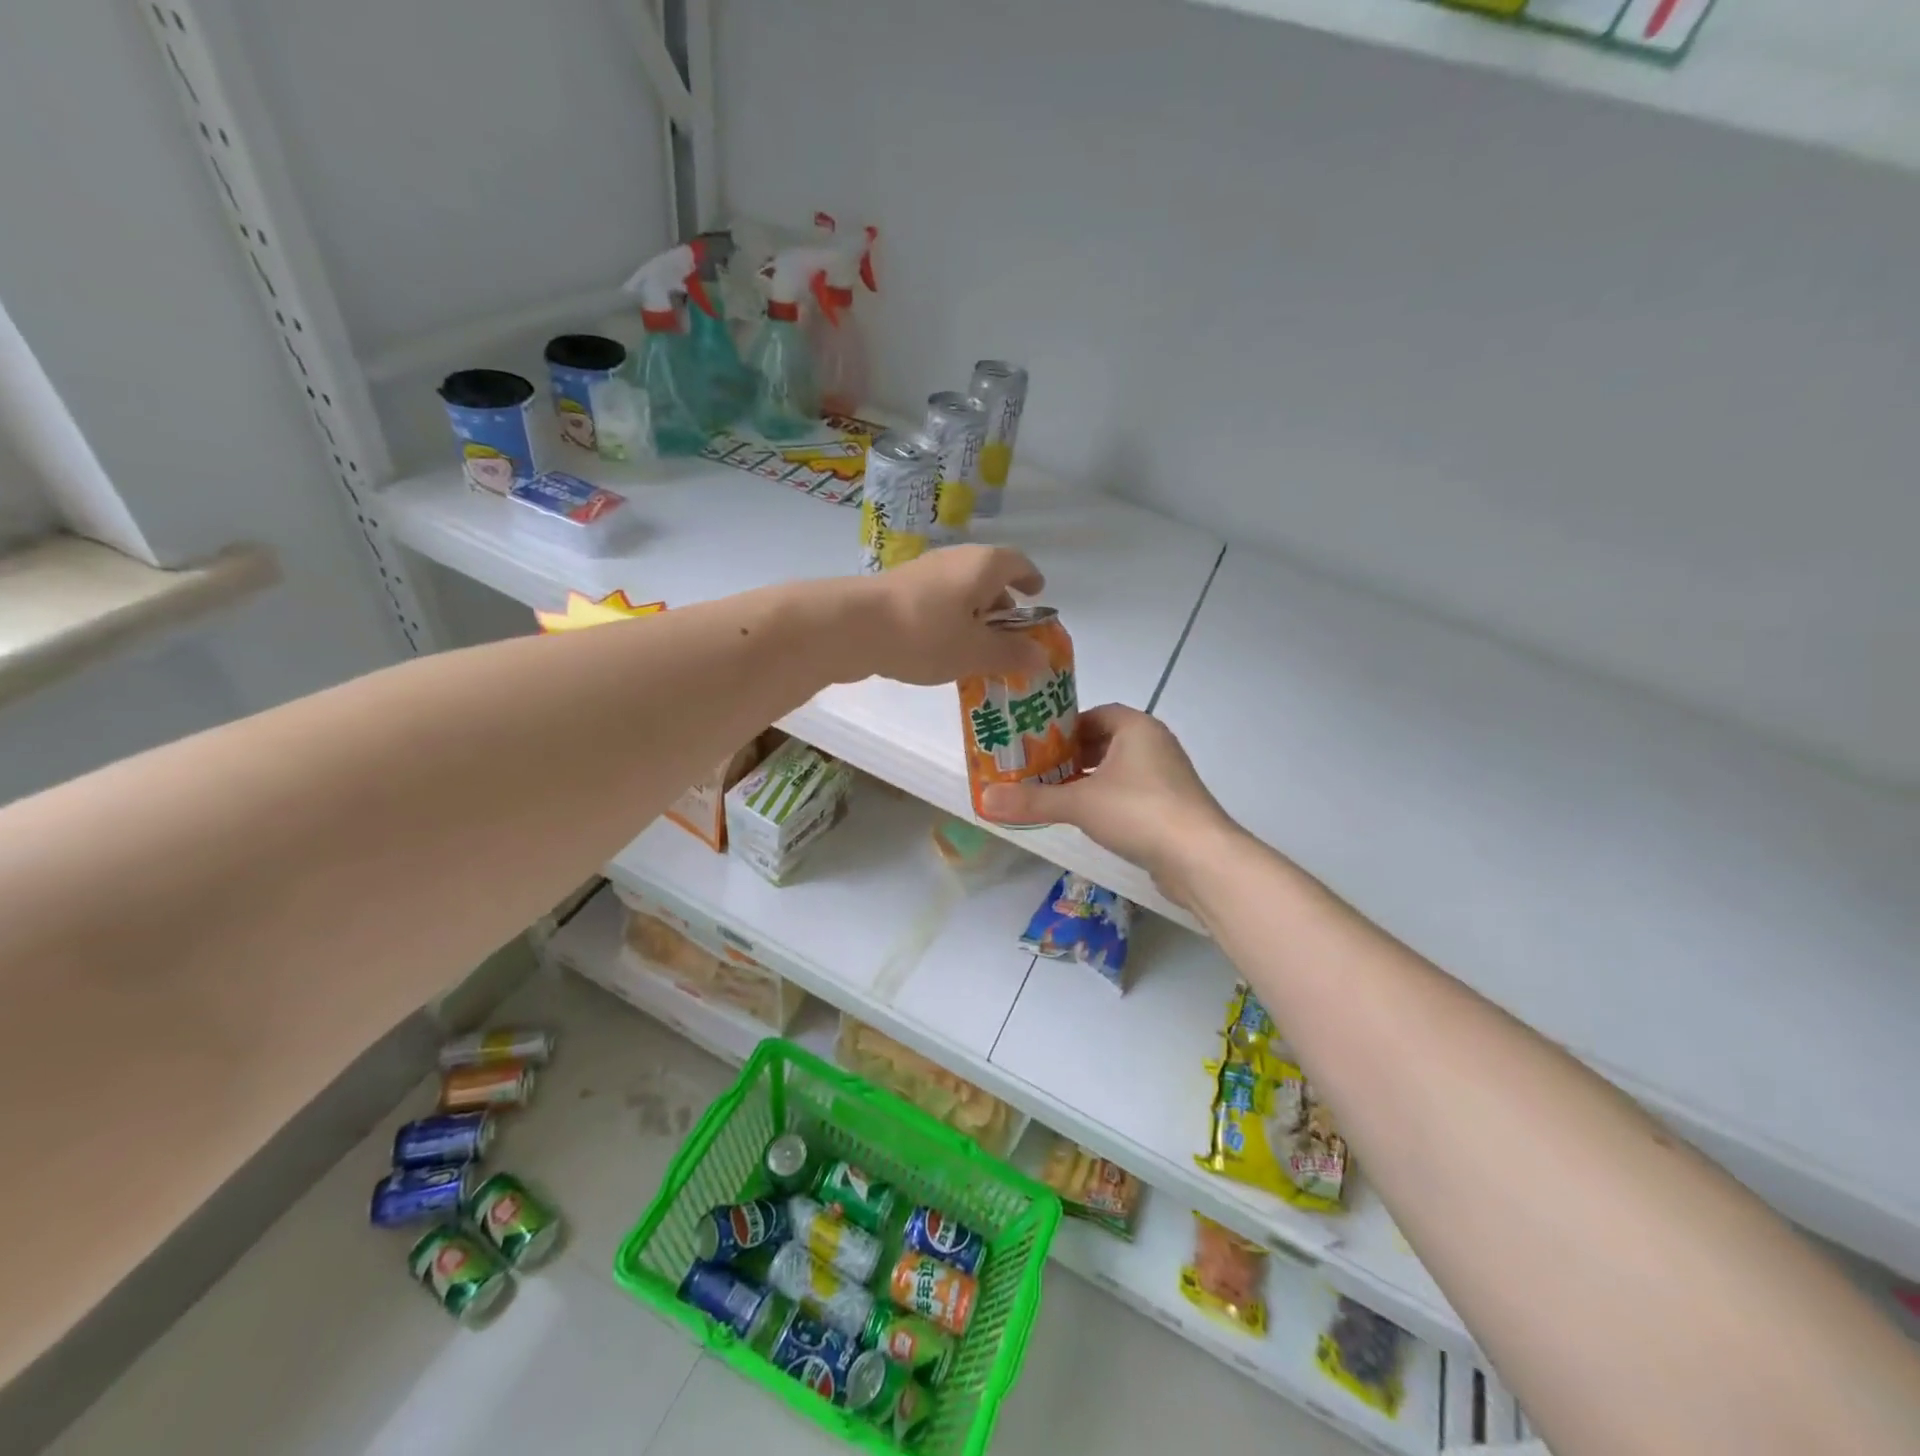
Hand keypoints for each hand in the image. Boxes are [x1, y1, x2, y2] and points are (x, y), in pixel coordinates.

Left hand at [850, 545, 1048, 685]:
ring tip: (976, 650)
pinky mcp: (898, 589)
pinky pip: (937, 602)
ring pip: (960, 591)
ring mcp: (923, 572)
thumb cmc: (926, 634)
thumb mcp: (975, 652)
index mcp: (983, 565)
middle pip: (988, 577)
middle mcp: (955, 559)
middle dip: (1001, 605)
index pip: (1017, 563)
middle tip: (1009, 636)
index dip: (1030, 579)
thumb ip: (1011, 654)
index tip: (1036, 595)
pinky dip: (949, 620)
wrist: (853, 627)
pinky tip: (941, 649)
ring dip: (973, 616)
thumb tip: (1042, 656)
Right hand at [979, 704, 1239, 907]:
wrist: (1200, 858)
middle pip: (1104, 741)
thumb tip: (984, 799)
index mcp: (1136, 727)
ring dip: (1087, 779)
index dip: (1063, 726)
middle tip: (1035, 769)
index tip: (1035, 743)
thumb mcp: (1079, 803)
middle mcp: (1154, 744)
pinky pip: (1130, 793)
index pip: (1094, 714)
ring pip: (1117, 770)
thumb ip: (1033, 800)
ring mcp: (1166, 777)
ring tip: (1052, 793)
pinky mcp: (1170, 806)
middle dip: (1071, 755)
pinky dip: (1106, 799)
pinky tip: (1085, 818)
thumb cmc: (1139, 812)